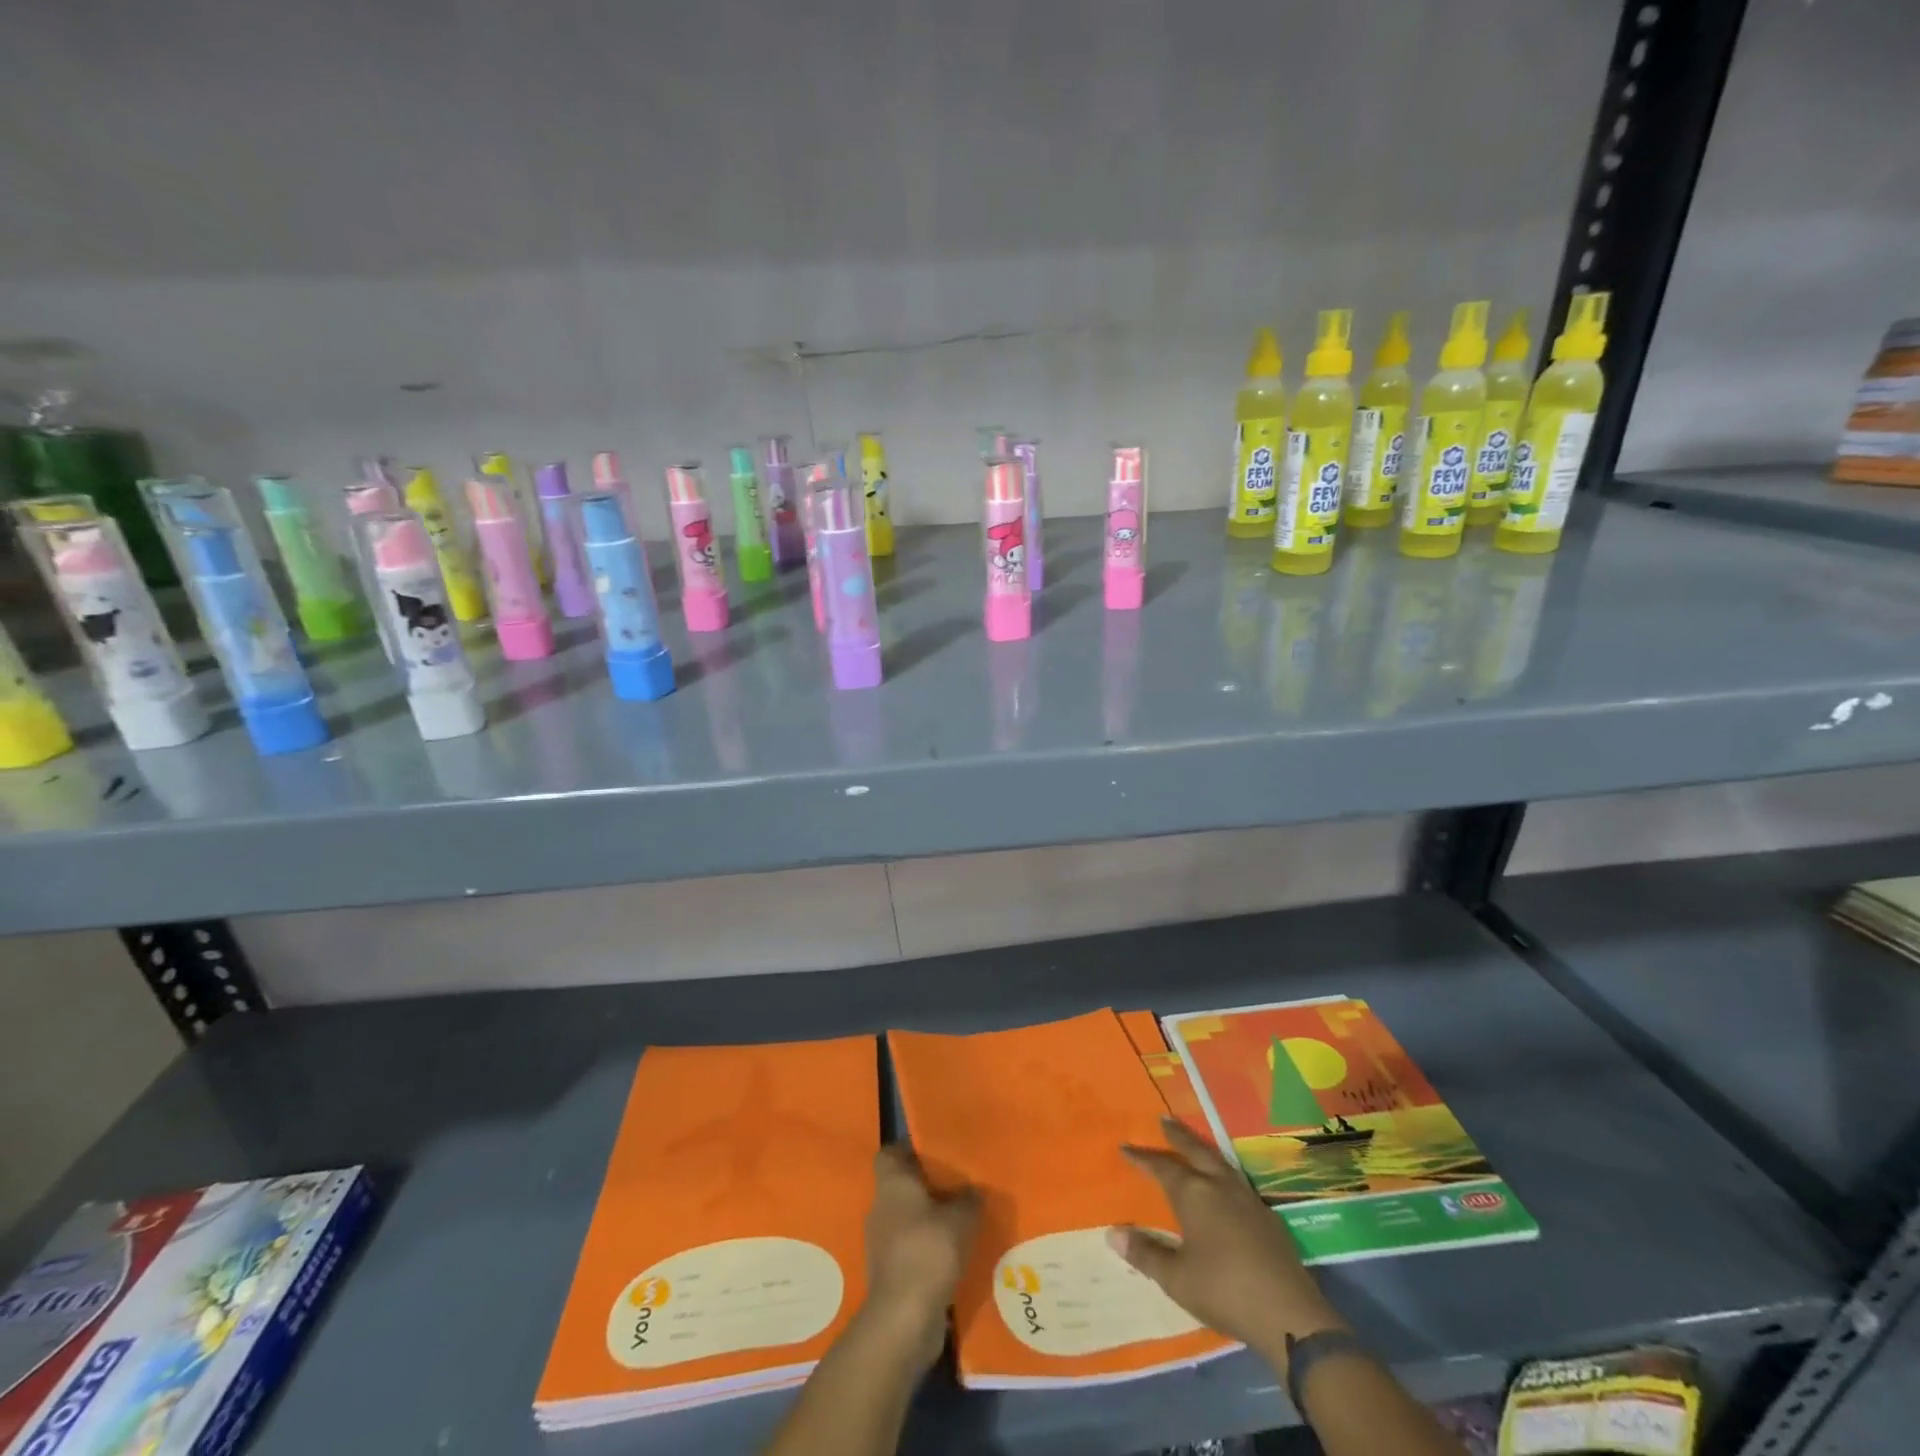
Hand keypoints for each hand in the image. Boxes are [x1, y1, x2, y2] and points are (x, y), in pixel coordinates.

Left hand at [861, 1144, 981, 1370]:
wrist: (903, 1319)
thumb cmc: (929, 1251)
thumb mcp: (962, 1218)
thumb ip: (969, 1199)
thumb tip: (973, 1190)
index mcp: (892, 1184)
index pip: (889, 1153)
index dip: (908, 1150)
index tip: (934, 1153)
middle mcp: (881, 1208)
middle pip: (900, 1187)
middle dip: (926, 1187)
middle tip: (957, 1187)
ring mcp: (881, 1243)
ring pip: (906, 1220)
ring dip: (928, 1221)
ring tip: (960, 1223)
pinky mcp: (889, 1273)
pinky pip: (910, 1250)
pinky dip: (927, 1250)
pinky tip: (952, 1257)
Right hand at [1108, 1117, 1344, 1360]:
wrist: (1288, 1313)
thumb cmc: (1223, 1290)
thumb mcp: (1176, 1278)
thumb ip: (1145, 1253)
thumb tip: (1113, 1233)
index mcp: (1194, 1194)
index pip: (1162, 1167)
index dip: (1142, 1158)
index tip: (1126, 1147)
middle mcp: (1219, 1186)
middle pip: (1195, 1151)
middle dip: (1178, 1136)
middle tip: (1164, 1120)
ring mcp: (1247, 1199)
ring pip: (1220, 1162)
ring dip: (1203, 1149)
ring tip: (1194, 1144)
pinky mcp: (1268, 1217)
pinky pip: (1238, 1181)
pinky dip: (1224, 1172)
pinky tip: (1226, 1184)